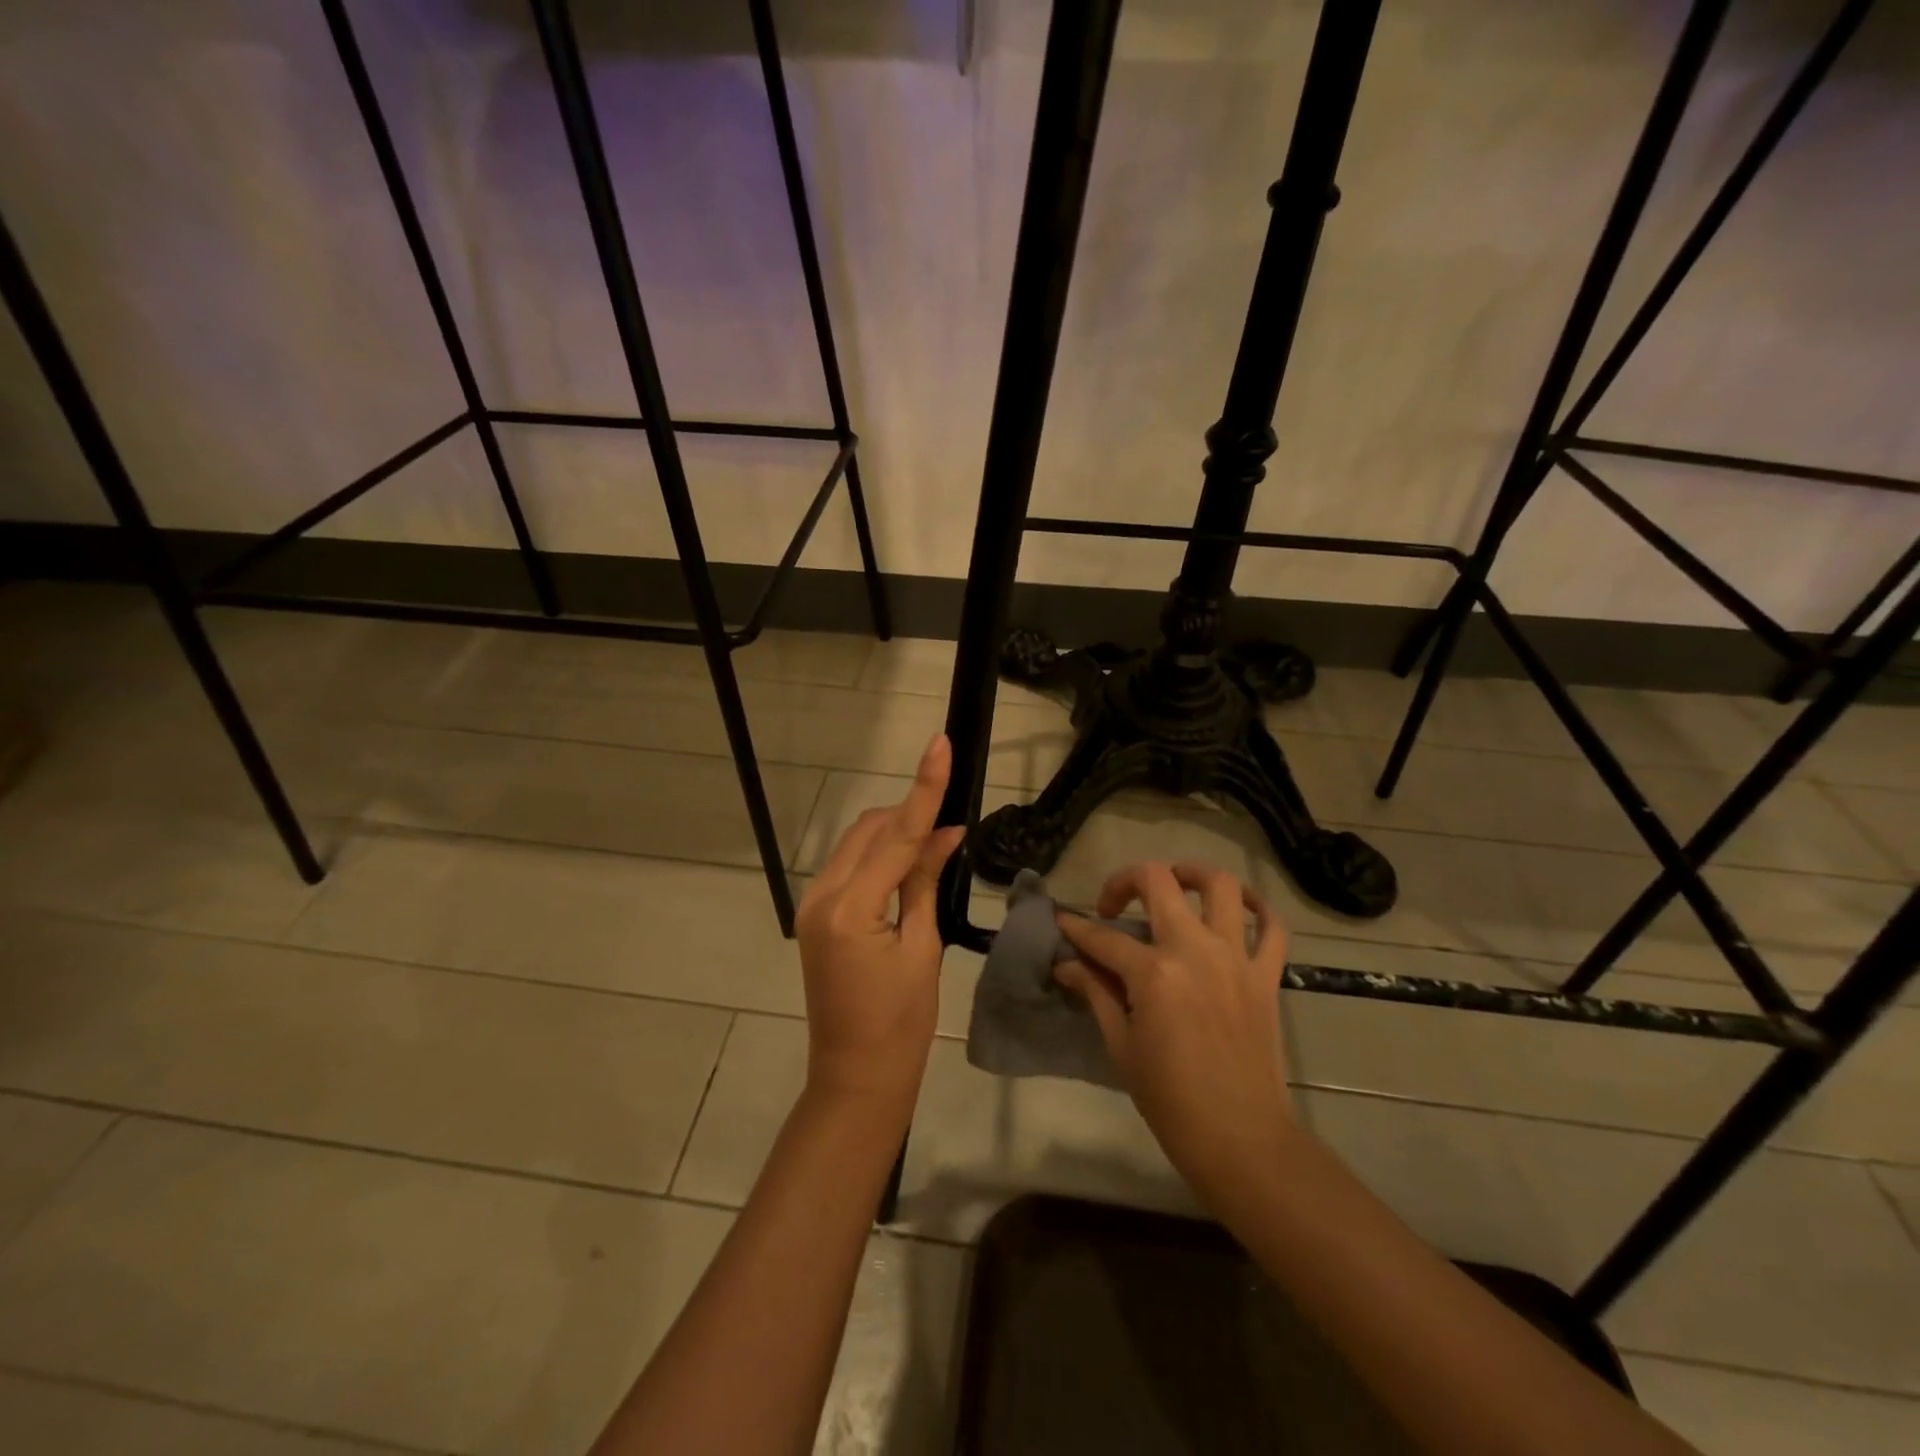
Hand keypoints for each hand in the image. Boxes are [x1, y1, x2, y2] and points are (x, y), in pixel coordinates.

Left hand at [795, 735, 965, 1118]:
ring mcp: (812, 904)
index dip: (924, 788)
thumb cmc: (902, 1022)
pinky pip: (848, 866)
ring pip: (857, 843)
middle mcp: (822, 896)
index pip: (898, 835)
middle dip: (908, 813)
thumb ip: (925, 882)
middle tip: (951, 822)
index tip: (939, 745)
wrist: (856, 1075)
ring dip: (892, 833)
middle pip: (870, 830)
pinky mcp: (814, 913)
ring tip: (933, 843)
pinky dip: (878, 855)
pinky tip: (906, 864)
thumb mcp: (923, 947)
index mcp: (852, 909)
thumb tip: (946, 833)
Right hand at [1056, 862, 1294, 1215]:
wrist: (1241, 1138)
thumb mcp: (1121, 1046)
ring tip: (1175, 883)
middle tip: (1114, 903)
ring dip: (1193, 874)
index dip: (1076, 927)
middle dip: (1126, 881)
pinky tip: (1238, 907)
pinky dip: (1258, 908)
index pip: (1103, 937)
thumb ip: (1096, 993)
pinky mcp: (1265, 975)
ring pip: (1221, 886)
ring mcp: (1235, 959)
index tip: (1062, 922)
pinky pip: (1272, 927)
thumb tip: (1067, 963)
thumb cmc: (1170, 1100)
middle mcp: (1194, 950)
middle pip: (1158, 882)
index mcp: (1154, 974)